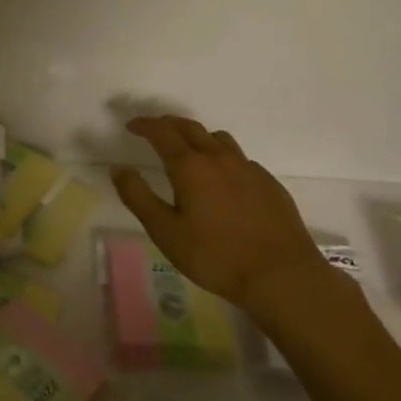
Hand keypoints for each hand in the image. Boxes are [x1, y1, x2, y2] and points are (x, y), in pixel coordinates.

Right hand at [112, 116, 328, 307]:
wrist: (282, 276)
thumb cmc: (216, 256)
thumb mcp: (165, 232)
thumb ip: (138, 197)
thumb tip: (119, 168)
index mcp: (190, 166)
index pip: (162, 132)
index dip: (144, 125)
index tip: (131, 126)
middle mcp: (219, 158)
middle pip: (190, 128)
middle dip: (169, 124)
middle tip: (155, 130)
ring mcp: (248, 169)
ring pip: (219, 139)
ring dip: (198, 137)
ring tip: (189, 150)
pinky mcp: (269, 184)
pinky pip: (240, 159)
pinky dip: (223, 158)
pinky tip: (224, 180)